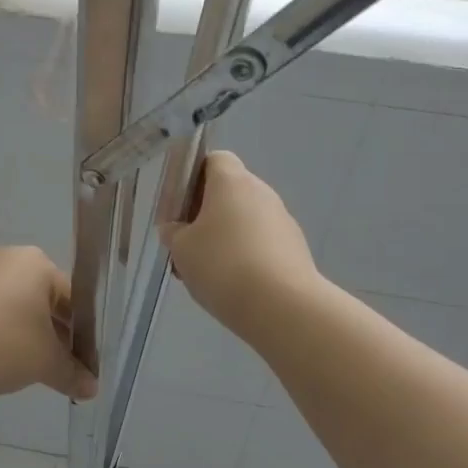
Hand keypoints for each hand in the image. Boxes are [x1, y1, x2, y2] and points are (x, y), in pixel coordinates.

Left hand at [0, 246, 97, 402]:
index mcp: (35, 263)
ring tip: (26, 369)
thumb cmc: (0, 345)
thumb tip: (92, 389)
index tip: (84, 364)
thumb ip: (72, 373)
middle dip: (53, 335)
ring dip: (24, 335)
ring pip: (11, 306)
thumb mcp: (45, 362)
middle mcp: (4, 258)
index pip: (73, 298)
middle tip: (59, 368)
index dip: (83, 334)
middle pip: (41, 299)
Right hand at [161, 151, 319, 337]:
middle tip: (185, 244)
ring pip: (244, 220)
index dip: (193, 176)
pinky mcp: (295, 249)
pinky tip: (231, 286)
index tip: (178, 205)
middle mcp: (262, 193)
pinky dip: (244, 256)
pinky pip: (261, 243)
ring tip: (205, 272)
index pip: (214, 159)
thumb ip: (173, 233)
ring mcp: (282, 221)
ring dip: (224, 238)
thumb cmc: (223, 266)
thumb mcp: (182, 249)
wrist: (282, 307)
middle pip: (229, 192)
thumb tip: (175, 228)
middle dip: (204, 214)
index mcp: (232, 182)